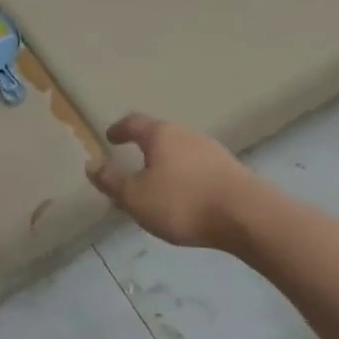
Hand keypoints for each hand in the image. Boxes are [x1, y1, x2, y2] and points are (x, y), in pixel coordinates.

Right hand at [86, 113, 257, 250]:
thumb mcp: (137, 197)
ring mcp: (212, 150)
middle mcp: (187, 134)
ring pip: (181, 152)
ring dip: (167, 164)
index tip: (110, 136)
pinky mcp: (230, 169)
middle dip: (145, 148)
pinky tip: (186, 196)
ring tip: (158, 184)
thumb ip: (112, 181)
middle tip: (132, 164)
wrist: (247, 215)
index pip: (134, 123)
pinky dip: (186, 176)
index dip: (120, 129)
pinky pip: (198, 167)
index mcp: (161, 134)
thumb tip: (91, 164)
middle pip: (160, 135)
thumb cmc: (183, 202)